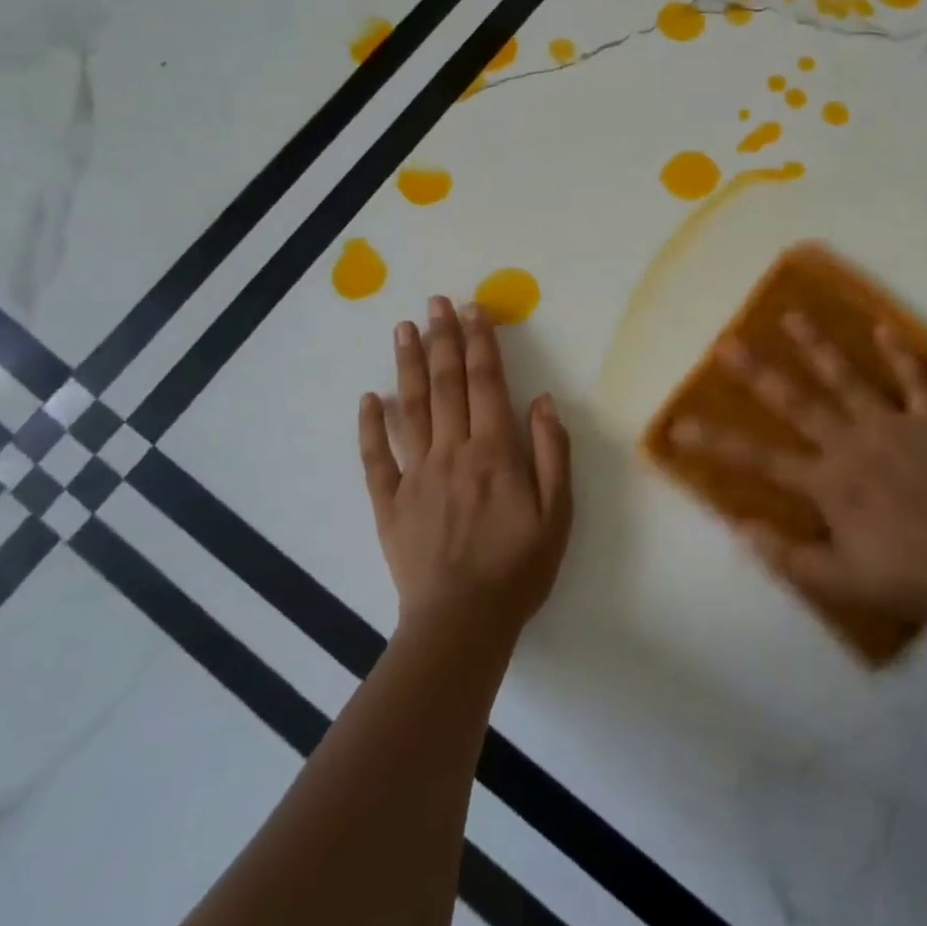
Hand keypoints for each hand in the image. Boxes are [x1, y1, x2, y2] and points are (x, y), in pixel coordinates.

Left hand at [358, 296, 573, 643]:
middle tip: (435, 302)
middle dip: (443, 338)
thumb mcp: (557, 514)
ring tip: (404, 329)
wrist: (461, 623)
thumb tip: (542, 400)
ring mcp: (415, 474)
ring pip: (410, 408)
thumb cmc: (518, 568)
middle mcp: (452, 452)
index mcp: (494, 452)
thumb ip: (551, 453)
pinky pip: (376, 457)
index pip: (486, 383)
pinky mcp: (389, 502)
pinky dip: (370, 426)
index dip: (480, 343)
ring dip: (408, 365)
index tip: (473, 309)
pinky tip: (369, 398)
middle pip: (445, 384)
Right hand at [670, 313, 926, 616]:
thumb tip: (739, 527)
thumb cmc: (909, 574)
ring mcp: (890, 426)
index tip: (679, 425)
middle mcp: (850, 442)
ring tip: (792, 315)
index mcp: (826, 481)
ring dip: (818, 346)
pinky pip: (915, 382)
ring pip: (847, 379)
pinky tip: (885, 328)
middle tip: (727, 342)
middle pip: (795, 401)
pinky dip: (901, 355)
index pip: (758, 459)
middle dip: (756, 373)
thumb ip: (787, 557)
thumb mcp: (841, 581)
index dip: (715, 443)